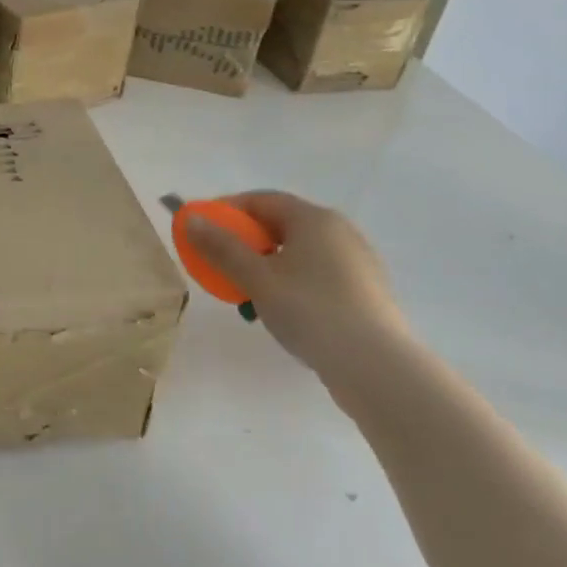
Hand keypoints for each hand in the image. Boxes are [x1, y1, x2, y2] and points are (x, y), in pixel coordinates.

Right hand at [184, 191, 412, 384]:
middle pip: (281, 226)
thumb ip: (221, 247)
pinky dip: (293, 284)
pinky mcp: (366, 292)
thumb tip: (190, 219)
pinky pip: (318, 276)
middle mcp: (340, 231)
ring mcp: (358, 262)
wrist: (376, 367)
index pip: (262, 200)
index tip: (204, 231)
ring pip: (299, 254)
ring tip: (249, 297)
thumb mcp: (256, 279)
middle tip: (222, 267)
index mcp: (314, 219)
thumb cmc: (310, 311)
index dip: (228, 211)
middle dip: (246, 243)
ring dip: (268, 267)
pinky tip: (284, 314)